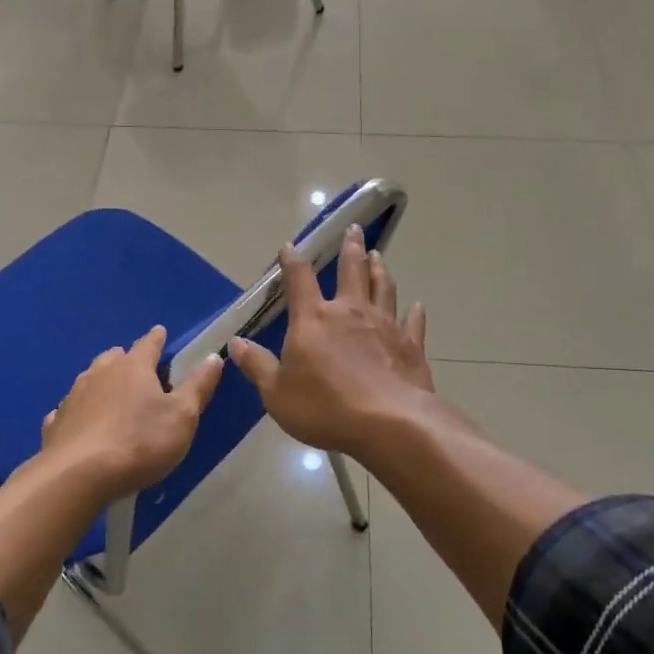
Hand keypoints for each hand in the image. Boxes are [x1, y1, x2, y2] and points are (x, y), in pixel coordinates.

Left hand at [40, 325, 223, 499]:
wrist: (78, 476)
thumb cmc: (139, 442)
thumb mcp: (182, 416)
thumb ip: (198, 386)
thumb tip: (214, 356)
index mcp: (133, 367)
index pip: (148, 344)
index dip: (157, 338)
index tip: (161, 333)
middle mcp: (100, 373)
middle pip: (115, 358)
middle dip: (127, 360)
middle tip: (138, 370)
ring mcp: (73, 397)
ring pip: (90, 380)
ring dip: (102, 384)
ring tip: (112, 395)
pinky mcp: (55, 423)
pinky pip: (70, 410)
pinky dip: (79, 412)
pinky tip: (82, 424)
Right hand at [229, 225, 433, 458]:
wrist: (388, 423)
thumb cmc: (325, 407)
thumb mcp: (276, 392)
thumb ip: (257, 365)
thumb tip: (236, 343)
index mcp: (314, 318)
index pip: (300, 279)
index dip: (292, 261)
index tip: (289, 247)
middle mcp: (350, 311)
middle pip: (351, 270)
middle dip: (350, 248)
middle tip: (354, 229)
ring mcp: (384, 325)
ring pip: (383, 287)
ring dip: (379, 270)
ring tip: (378, 255)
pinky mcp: (410, 344)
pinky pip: (412, 322)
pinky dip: (414, 312)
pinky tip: (417, 305)